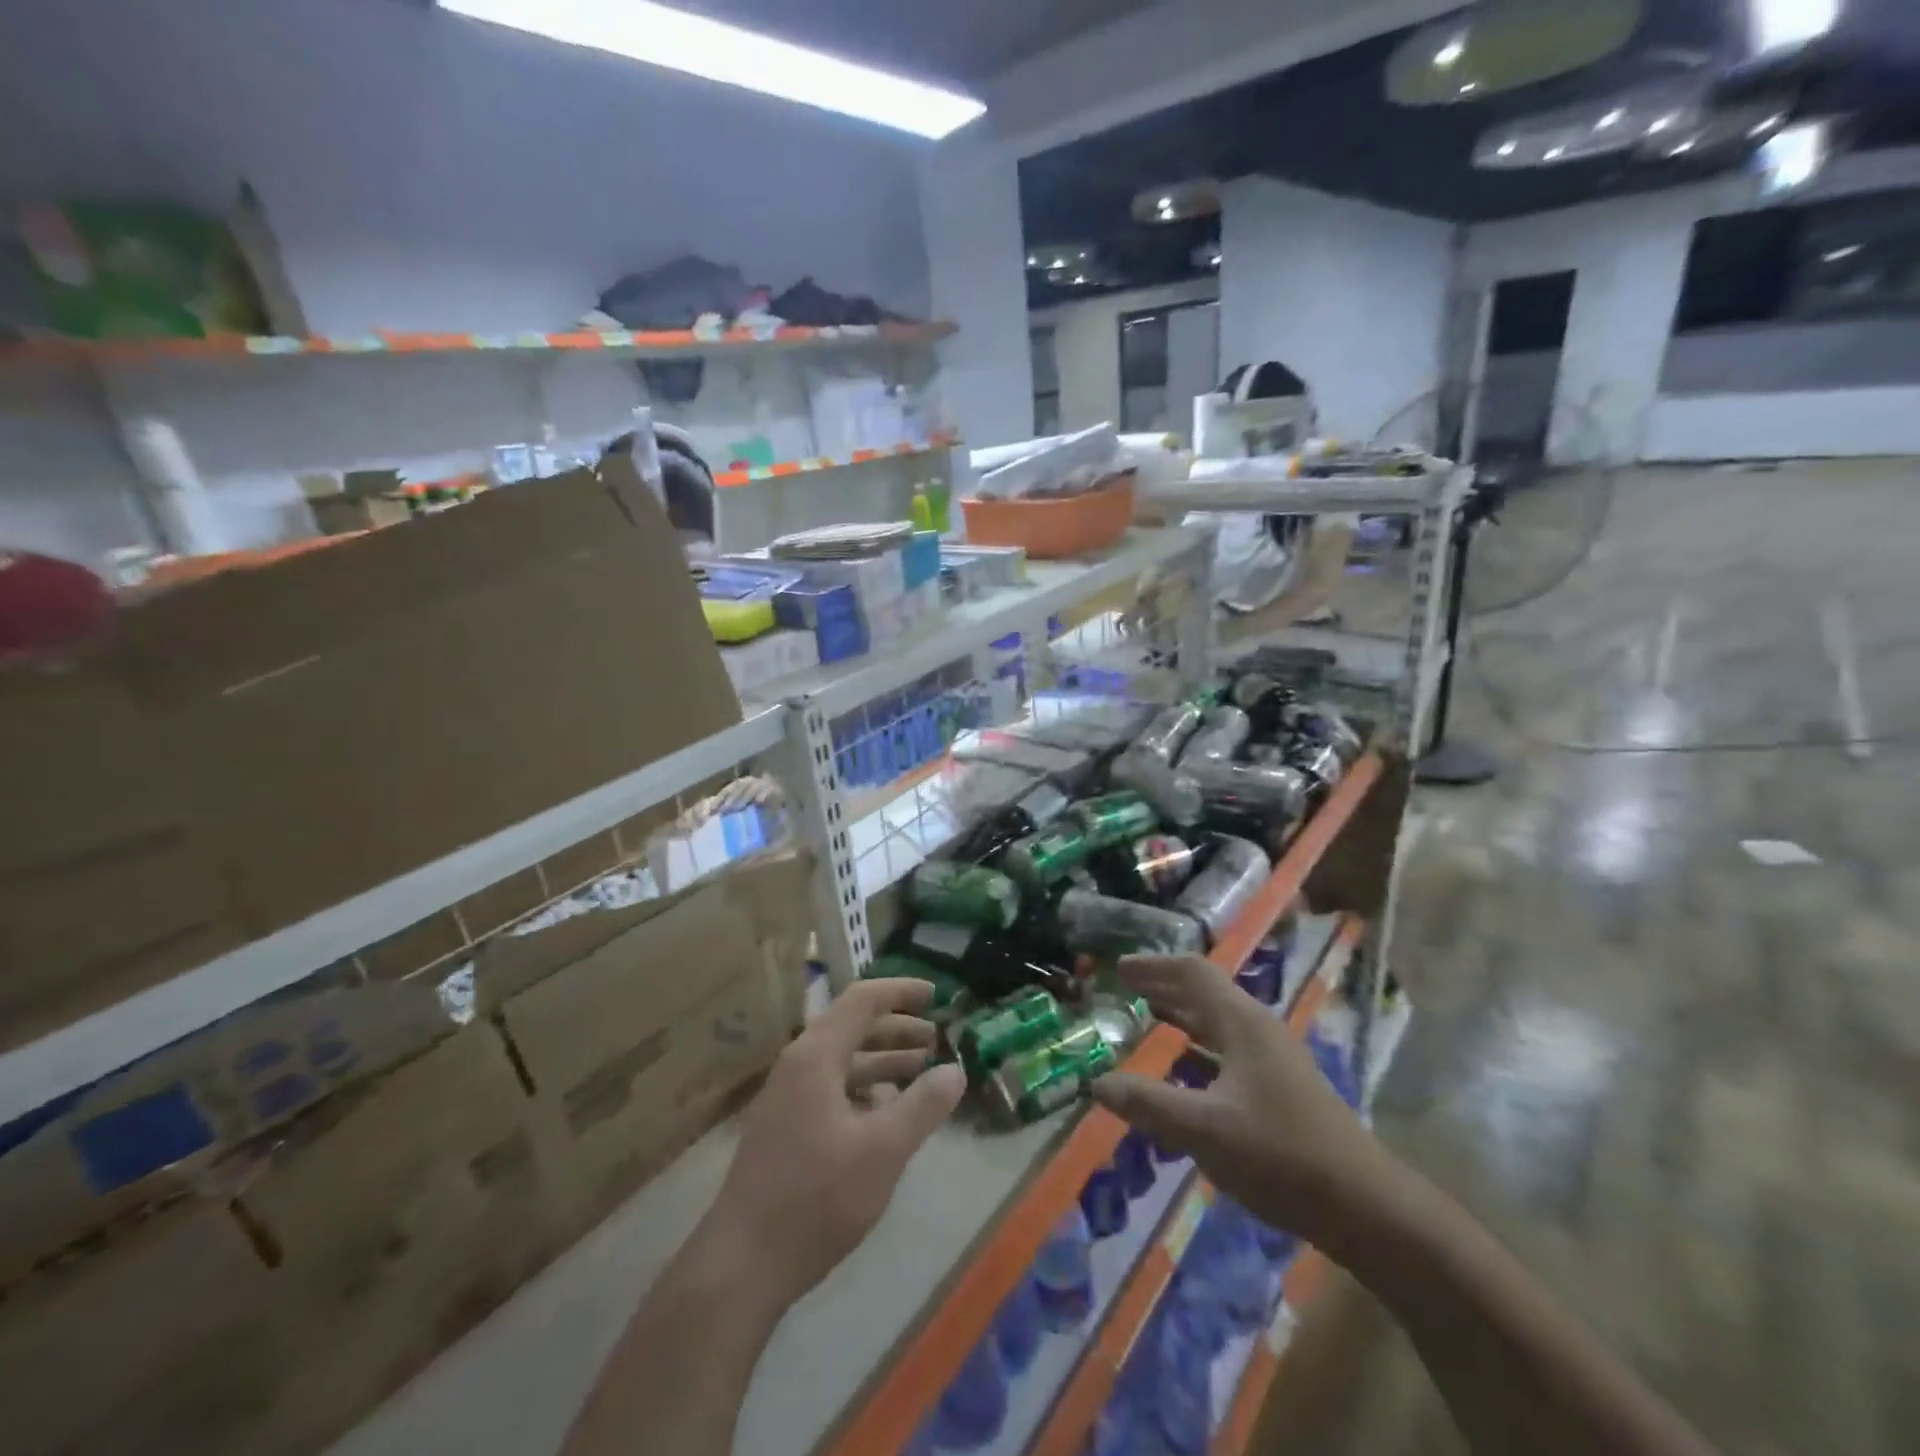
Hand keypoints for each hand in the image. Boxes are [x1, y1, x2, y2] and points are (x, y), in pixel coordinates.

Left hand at [708, 978, 966, 1305]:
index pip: (862, 1000)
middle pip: (852, 1027)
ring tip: (920, 1069)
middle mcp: (798, 1065)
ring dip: (881, 1059)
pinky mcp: (783, 1127)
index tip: (937, 996)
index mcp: (816, 1055)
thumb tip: (956, 1070)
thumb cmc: (816, 1198)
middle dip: (897, 1028)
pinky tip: (886, 1111)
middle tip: (936, 1038)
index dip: (901, 992)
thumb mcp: (883, 1151)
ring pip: (841, 1060)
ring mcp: (786, 1097)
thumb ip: (923, 1106)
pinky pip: (830, 1087)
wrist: (741, 1265)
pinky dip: (863, 1087)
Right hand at [1091, 954, 1397, 1249]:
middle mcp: (1258, 1030)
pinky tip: (1183, 1072)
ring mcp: (1273, 1059)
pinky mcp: (1281, 1088)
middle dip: (1163, 987)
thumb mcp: (1205, 1129)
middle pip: (1205, 993)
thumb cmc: (1281, 1155)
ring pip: (1218, 1022)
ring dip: (1181, 1016)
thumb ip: (1149, 1104)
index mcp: (1242, 1023)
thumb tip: (1097, 1083)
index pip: (1192, 973)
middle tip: (1125, 990)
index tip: (1119, 969)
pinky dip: (1198, 1048)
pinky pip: (1228, 1051)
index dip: (1153, 966)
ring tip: (1147, 1019)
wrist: (1365, 1206)